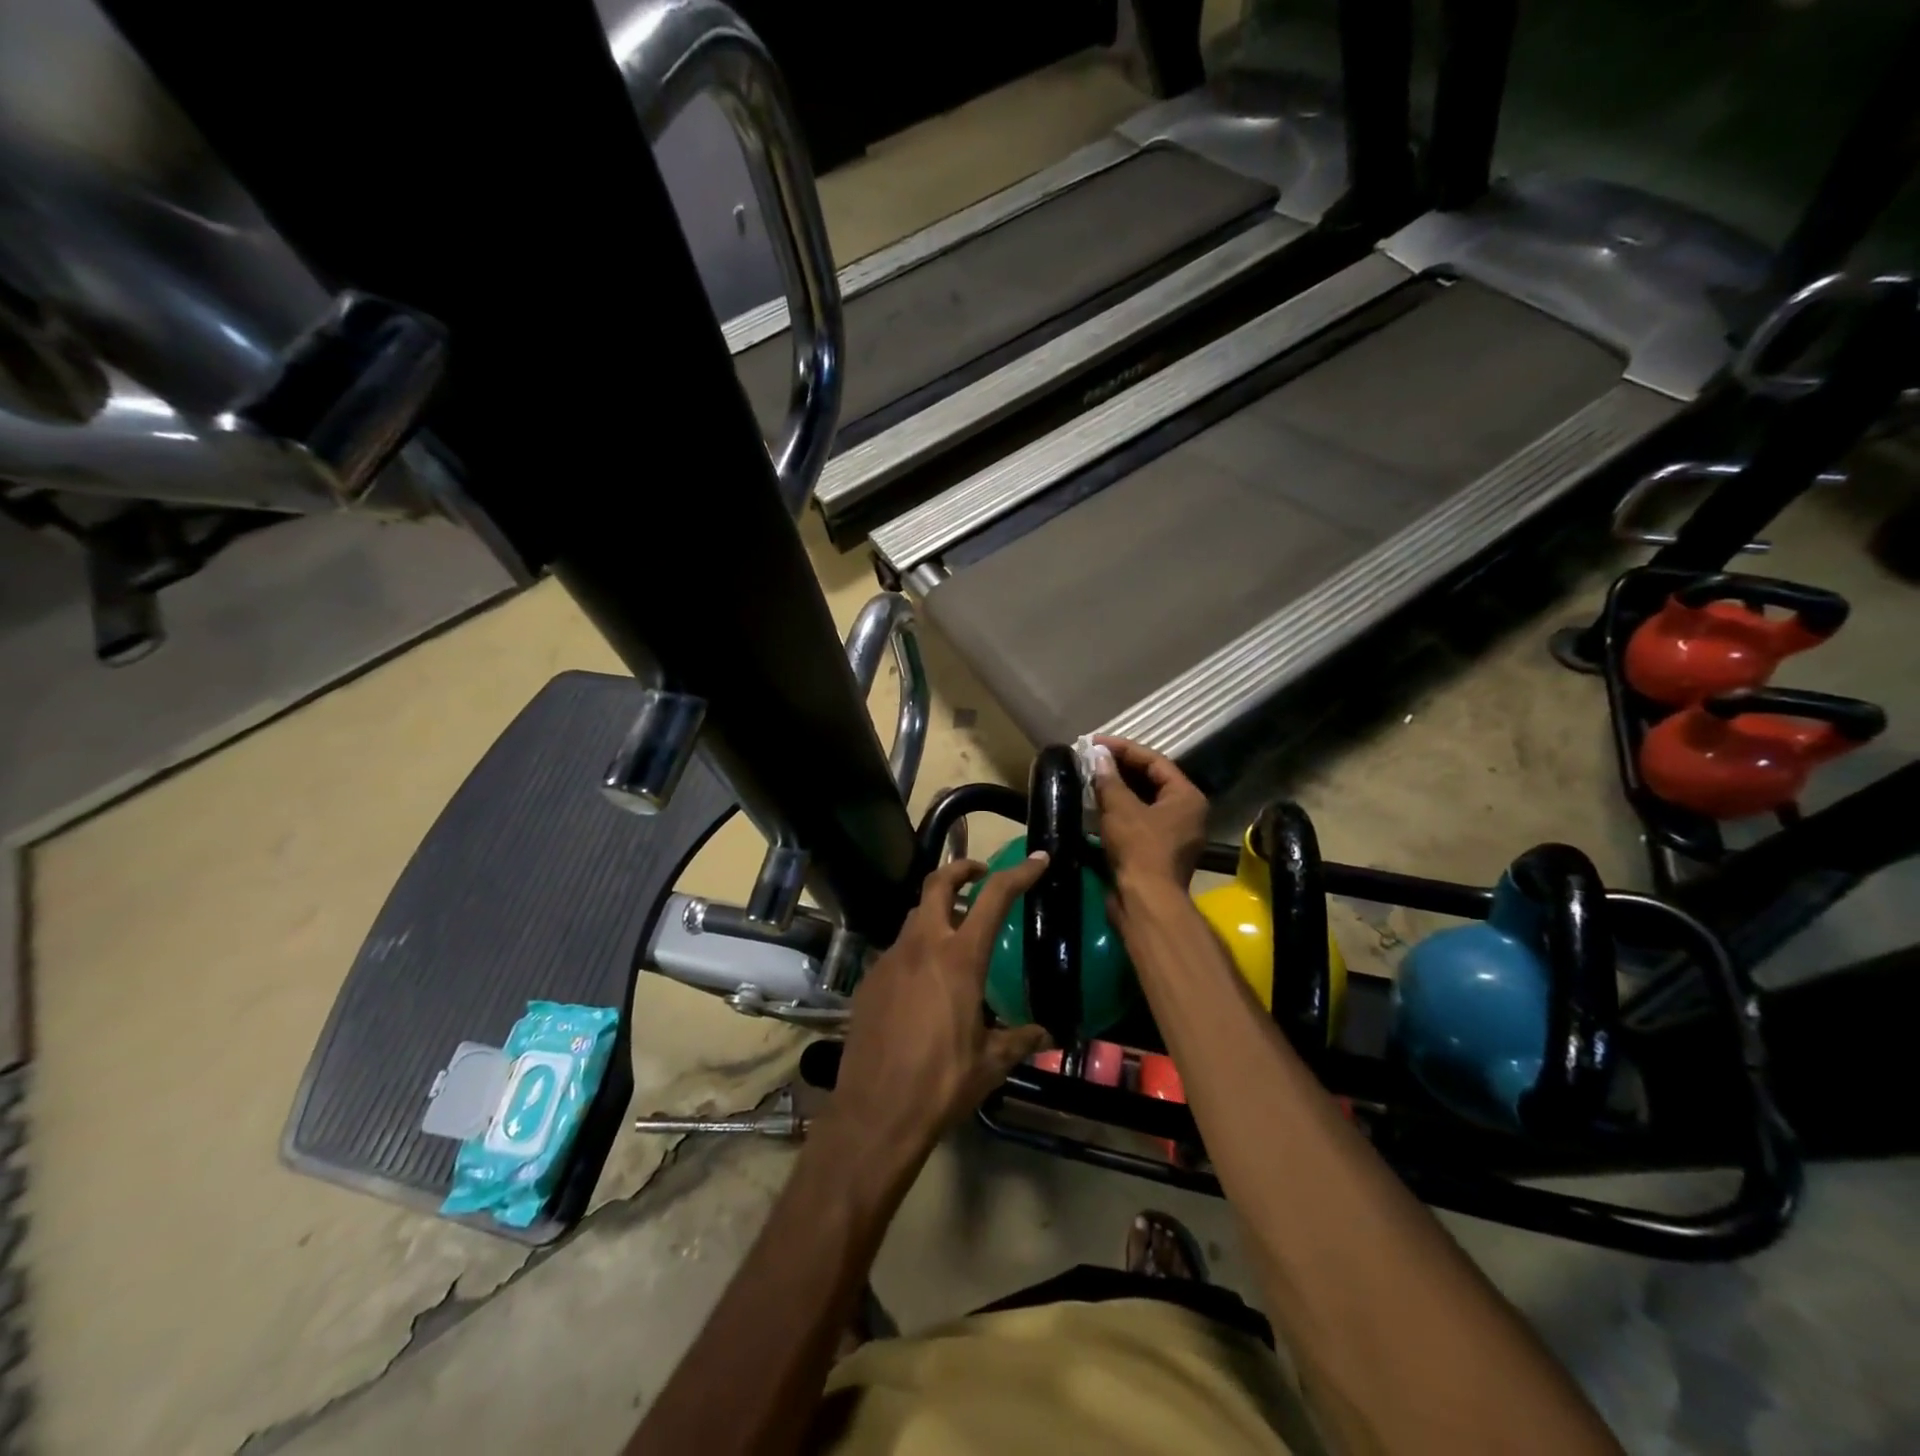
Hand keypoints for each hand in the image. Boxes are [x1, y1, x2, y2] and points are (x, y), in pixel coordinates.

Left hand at [823, 854, 1051, 1174]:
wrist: (876, 1112)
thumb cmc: (942, 1083)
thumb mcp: (990, 1063)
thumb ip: (1020, 1040)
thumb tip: (1046, 1035)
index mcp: (959, 958)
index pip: (994, 898)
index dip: (1018, 874)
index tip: (1037, 860)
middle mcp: (922, 946)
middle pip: (938, 883)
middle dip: (961, 869)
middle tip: (980, 874)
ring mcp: (890, 960)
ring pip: (914, 916)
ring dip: (936, 911)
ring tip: (955, 932)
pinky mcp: (869, 980)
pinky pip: (897, 951)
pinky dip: (916, 949)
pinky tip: (924, 983)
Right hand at [1092, 736, 1209, 891]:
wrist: (1145, 901)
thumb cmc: (1139, 848)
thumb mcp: (1121, 808)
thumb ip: (1109, 779)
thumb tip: (1098, 757)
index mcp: (1186, 797)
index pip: (1155, 761)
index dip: (1124, 749)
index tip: (1096, 743)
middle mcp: (1186, 813)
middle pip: (1151, 781)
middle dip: (1120, 769)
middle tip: (1092, 759)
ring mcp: (1173, 835)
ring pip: (1143, 803)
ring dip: (1117, 790)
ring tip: (1090, 778)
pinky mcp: (1157, 852)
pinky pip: (1138, 822)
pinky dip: (1118, 812)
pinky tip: (1096, 806)